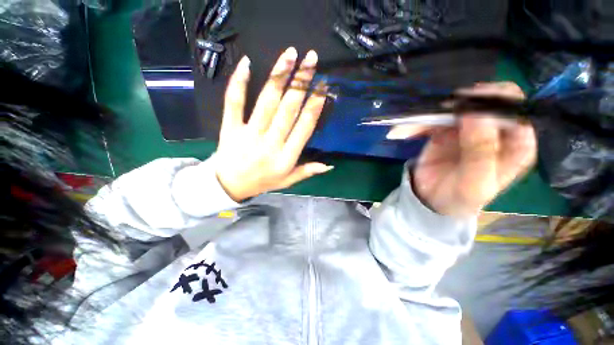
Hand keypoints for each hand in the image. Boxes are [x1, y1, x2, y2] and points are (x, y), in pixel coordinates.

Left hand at [214, 47, 331, 201]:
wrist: (229, 185)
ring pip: (266, 101)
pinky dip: (239, 83)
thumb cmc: (262, 182)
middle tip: (311, 59)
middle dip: (302, 83)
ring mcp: (249, 134)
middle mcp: (270, 143)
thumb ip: (307, 171)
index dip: (314, 106)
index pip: (304, 127)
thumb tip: (329, 165)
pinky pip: (234, 102)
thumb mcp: (287, 181)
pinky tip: (247, 64)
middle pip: (288, 109)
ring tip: (290, 55)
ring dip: (279, 76)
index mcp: (285, 157)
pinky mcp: (231, 127)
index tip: (323, 86)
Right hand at [391, 82, 536, 216]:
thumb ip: (480, 151)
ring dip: (429, 116)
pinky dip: (416, 124)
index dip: (494, 102)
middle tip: (437, 113)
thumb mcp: (474, 183)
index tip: (464, 108)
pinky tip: (402, 133)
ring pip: (455, 107)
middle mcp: (497, 131)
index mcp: (516, 145)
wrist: (433, 201)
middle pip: (487, 100)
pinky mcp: (447, 129)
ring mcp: (470, 127)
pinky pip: (433, 119)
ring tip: (406, 131)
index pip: (517, 110)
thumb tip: (477, 113)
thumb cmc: (460, 197)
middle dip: (460, 104)